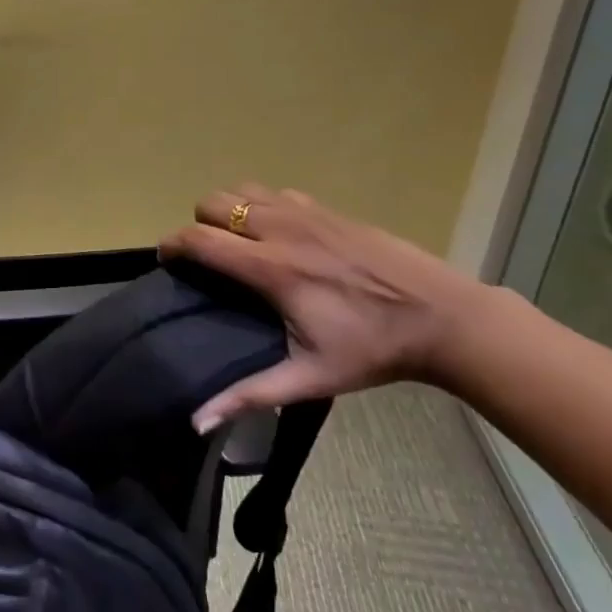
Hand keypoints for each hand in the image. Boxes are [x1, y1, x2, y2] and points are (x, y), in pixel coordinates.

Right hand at [160, 186, 488, 429]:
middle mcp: (282, 229)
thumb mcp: (310, 378)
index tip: (166, 261)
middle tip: (208, 257)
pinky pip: (276, 193)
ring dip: (229, 210)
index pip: (200, 239)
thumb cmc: (373, 350)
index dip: (171, 245)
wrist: (445, 318)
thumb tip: (197, 422)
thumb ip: (249, 395)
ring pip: (242, 189)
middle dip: (199, 225)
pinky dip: (263, 206)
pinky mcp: (330, 208)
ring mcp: (307, 213)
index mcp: (271, 268)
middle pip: (213, 202)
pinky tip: (280, 236)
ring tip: (238, 242)